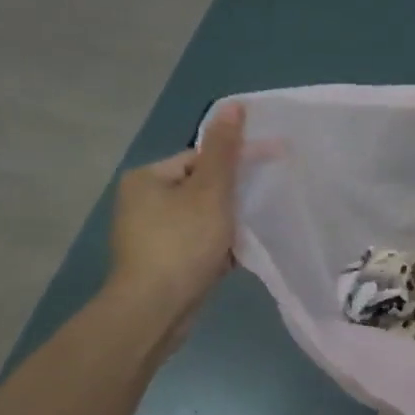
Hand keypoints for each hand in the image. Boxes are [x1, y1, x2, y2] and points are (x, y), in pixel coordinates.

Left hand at [106, 102, 245, 318]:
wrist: (155, 311)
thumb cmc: (182, 244)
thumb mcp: (210, 191)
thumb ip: (224, 149)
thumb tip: (233, 104)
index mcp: (148, 179)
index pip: (200, 158)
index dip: (236, 162)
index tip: (272, 167)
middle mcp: (143, 203)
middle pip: (202, 188)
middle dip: (234, 197)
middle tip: (266, 204)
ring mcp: (150, 236)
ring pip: (203, 218)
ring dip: (229, 224)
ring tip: (256, 231)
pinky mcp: (162, 263)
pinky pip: (198, 244)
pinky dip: (218, 247)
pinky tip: (239, 256)